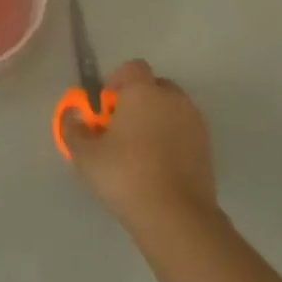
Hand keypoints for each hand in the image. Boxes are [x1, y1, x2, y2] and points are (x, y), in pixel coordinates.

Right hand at [62, 59, 225, 255]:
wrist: (175, 214)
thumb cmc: (124, 175)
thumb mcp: (85, 154)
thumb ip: (74, 129)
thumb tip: (74, 117)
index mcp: (143, 92)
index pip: (132, 67)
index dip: (116, 82)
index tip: (105, 107)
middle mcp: (173, 99)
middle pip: (154, 87)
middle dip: (137, 100)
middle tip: (120, 129)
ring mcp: (195, 122)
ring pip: (171, 109)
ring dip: (156, 119)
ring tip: (139, 150)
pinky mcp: (207, 146)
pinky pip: (184, 130)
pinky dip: (172, 138)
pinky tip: (158, 165)